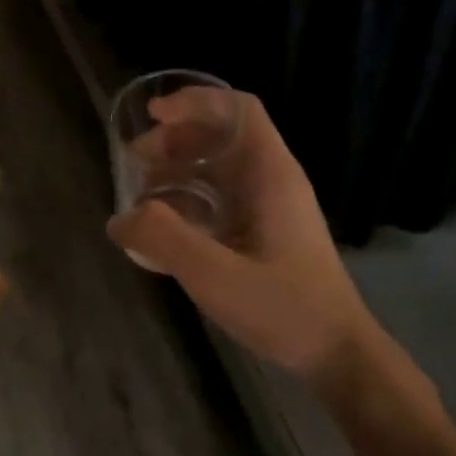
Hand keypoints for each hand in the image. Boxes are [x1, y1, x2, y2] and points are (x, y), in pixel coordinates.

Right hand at [108, 92, 375, 383]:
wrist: (336, 353)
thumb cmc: (283, 308)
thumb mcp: (214, 274)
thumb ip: (163, 239)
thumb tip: (119, 218)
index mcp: (271, 175)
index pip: (238, 110)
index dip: (195, 102)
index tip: (153, 115)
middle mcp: (273, 181)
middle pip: (222, 136)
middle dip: (174, 139)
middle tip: (134, 162)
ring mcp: (270, 208)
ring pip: (218, 169)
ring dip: (177, 171)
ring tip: (140, 195)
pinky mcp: (264, 233)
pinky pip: (220, 198)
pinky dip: (187, 200)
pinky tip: (164, 228)